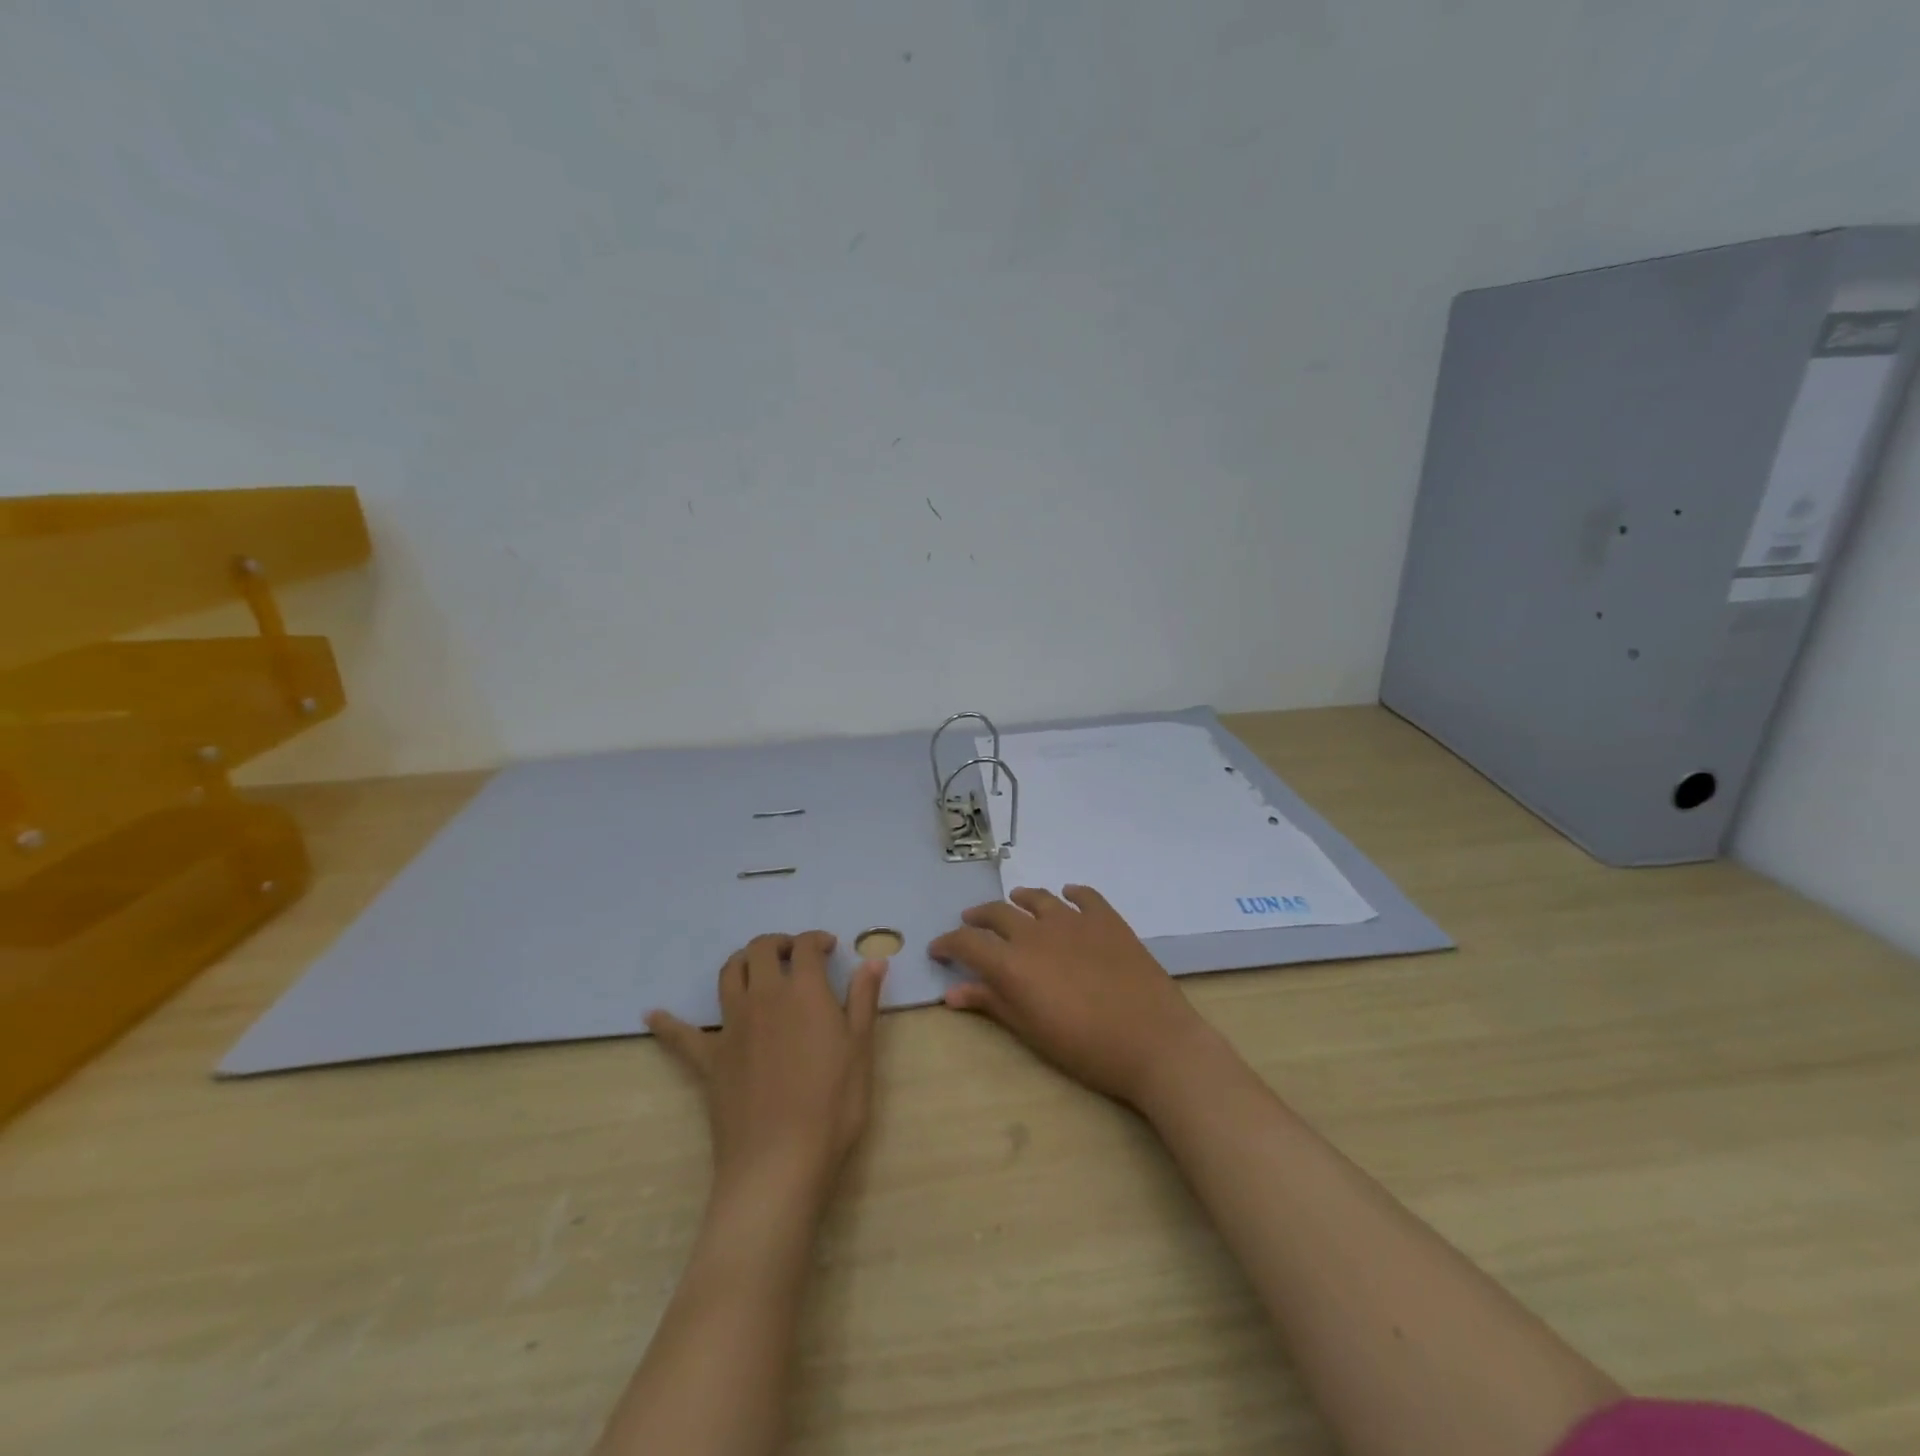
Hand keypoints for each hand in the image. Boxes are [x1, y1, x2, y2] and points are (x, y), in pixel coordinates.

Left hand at [648, 932, 886, 1206]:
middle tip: (794, 955)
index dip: (816, 940)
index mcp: (804, 992)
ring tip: (755, 969)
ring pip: (728, 975)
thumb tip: (874, 959)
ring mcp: (732, 1027)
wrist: (779, 1163)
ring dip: (742, 962)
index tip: (828, 948)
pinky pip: (681, 1036)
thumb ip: (863, 1000)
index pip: (805, 948)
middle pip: (761, 950)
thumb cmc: (832, 1106)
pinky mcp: (709, 1059)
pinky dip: (668, 1022)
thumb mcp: (861, 1050)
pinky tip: (652, 1014)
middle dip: (778, 943)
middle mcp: (764, 998)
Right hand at [929, 886, 1212, 1110]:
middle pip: (997, 913)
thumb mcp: (1031, 1031)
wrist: (1152, 1041)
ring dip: (1019, 900)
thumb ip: (991, 1004)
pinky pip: (1083, 896)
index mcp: (1013, 962)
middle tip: (971, 924)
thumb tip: (952, 992)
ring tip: (1014, 902)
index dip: (947, 943)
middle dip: (978, 919)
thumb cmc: (1085, 1047)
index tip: (938, 949)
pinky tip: (1067, 895)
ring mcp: (1074, 920)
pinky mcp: (1107, 919)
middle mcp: (1036, 931)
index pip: (968, 943)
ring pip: (1037, 898)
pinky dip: (1070, 894)